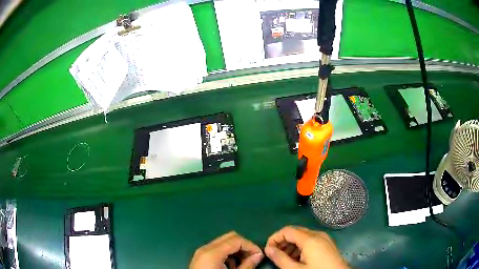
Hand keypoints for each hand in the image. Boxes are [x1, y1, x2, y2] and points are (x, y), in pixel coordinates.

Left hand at [189, 231, 263, 268]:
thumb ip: (247, 265)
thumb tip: (259, 255)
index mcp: (212, 253)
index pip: (236, 240)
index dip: (251, 246)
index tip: (260, 255)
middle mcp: (205, 248)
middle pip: (229, 237)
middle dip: (244, 246)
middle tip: (252, 258)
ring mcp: (201, 252)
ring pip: (223, 243)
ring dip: (236, 251)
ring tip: (242, 265)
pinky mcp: (201, 257)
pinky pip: (217, 250)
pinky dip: (227, 255)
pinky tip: (231, 267)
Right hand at [265, 226, 348, 268]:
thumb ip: (280, 258)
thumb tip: (268, 249)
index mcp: (310, 239)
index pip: (287, 230)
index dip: (274, 238)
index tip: (268, 250)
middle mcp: (318, 234)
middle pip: (295, 232)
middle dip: (282, 242)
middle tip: (275, 255)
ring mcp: (324, 238)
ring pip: (302, 236)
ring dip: (291, 245)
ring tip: (285, 259)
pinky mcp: (327, 243)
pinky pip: (310, 240)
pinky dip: (300, 247)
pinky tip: (298, 259)